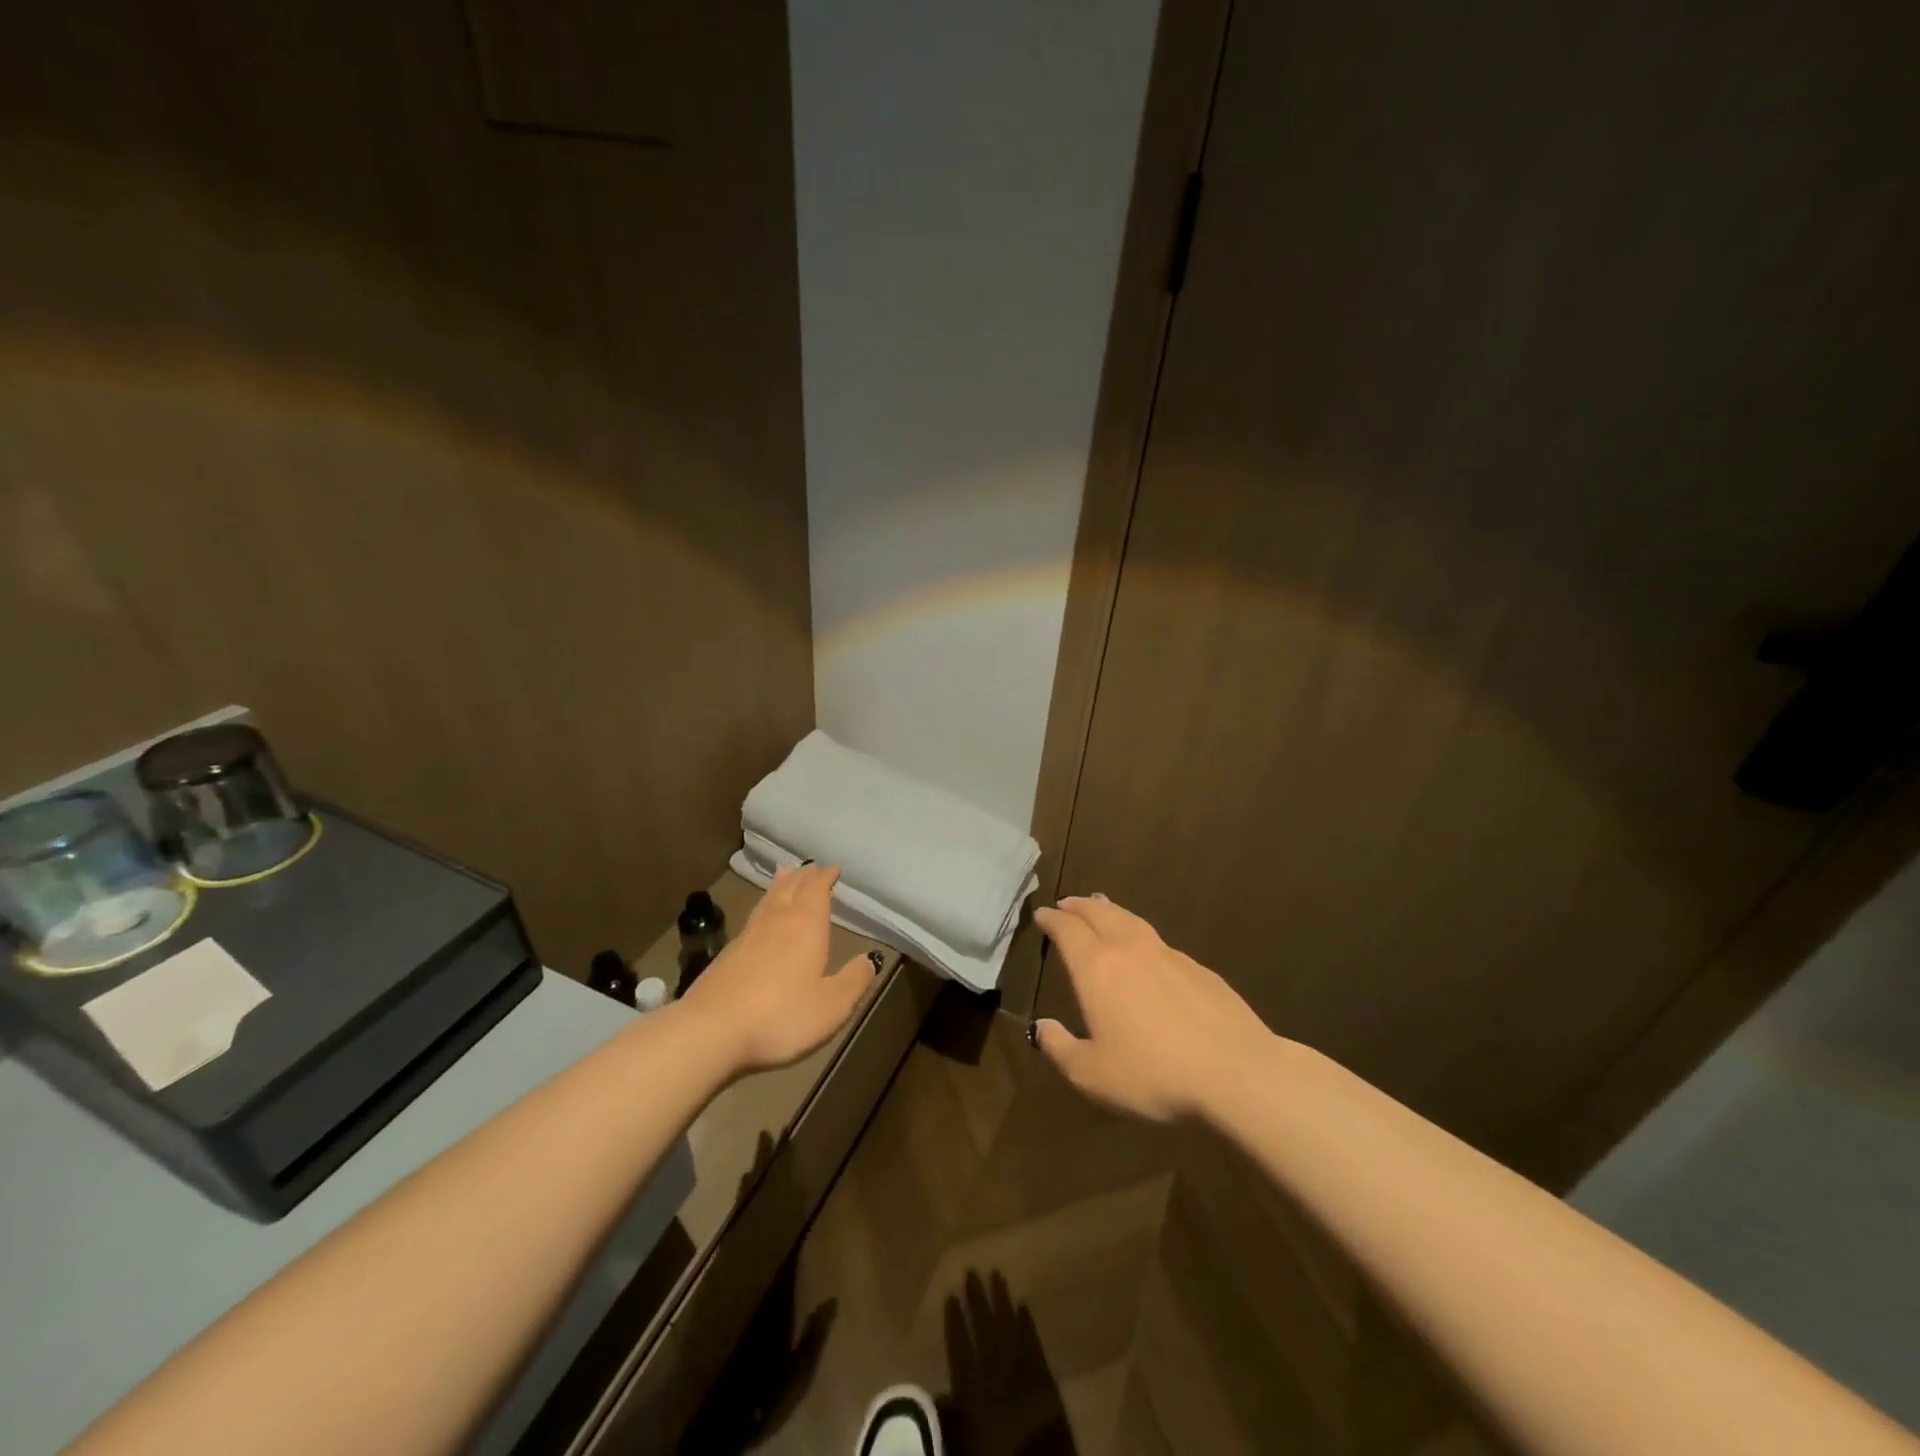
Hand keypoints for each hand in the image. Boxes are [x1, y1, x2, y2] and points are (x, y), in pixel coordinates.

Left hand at [680, 865, 876, 1073]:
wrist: (711, 1031)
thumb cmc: (781, 1016)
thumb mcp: (832, 1006)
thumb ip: (854, 981)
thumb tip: (870, 959)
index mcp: (806, 927)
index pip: (817, 891)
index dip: (825, 877)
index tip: (833, 867)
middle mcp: (777, 923)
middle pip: (790, 889)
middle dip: (803, 876)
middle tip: (811, 867)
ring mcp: (748, 937)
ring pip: (768, 900)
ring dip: (780, 885)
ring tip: (785, 874)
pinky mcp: (727, 955)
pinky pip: (752, 918)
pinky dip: (762, 907)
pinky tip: (760, 918)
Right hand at [1032, 895, 1274, 1122]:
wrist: (1235, 1071)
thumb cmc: (1154, 1074)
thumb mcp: (1092, 1075)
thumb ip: (1059, 1048)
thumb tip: (1041, 1027)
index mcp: (1097, 968)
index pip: (1067, 929)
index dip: (1052, 919)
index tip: (1041, 914)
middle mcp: (1129, 949)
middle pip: (1099, 913)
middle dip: (1079, 906)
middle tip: (1067, 903)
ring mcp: (1168, 954)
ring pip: (1131, 920)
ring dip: (1110, 910)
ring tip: (1101, 907)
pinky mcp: (1198, 968)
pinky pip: (1158, 940)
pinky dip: (1140, 934)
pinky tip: (1146, 949)